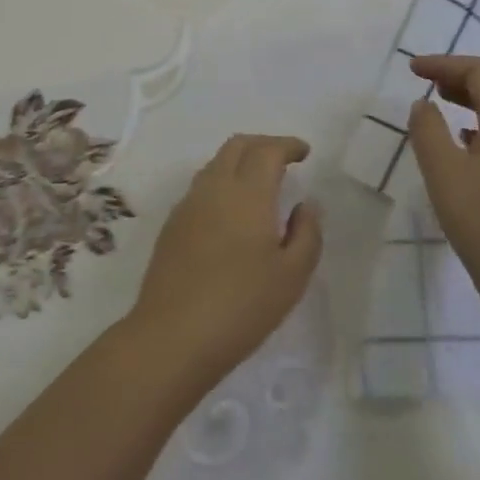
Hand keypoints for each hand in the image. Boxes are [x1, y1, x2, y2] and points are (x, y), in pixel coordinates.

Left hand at [125, 135, 322, 391]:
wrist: (173, 335)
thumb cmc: (242, 306)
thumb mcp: (292, 276)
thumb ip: (306, 233)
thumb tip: (306, 204)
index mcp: (247, 193)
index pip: (267, 150)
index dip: (287, 145)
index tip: (304, 152)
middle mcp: (214, 187)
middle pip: (237, 145)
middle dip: (263, 144)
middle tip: (284, 159)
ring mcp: (188, 204)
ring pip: (216, 163)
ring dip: (240, 161)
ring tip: (260, 183)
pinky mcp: (173, 224)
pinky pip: (202, 186)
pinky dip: (222, 182)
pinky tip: (232, 211)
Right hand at [407, 56, 479, 322]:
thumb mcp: (444, 172)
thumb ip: (428, 131)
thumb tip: (423, 105)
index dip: (447, 64)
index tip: (412, 69)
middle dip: (463, 74)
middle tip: (427, 81)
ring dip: (472, 97)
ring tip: (438, 103)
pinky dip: (479, 123)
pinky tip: (460, 142)